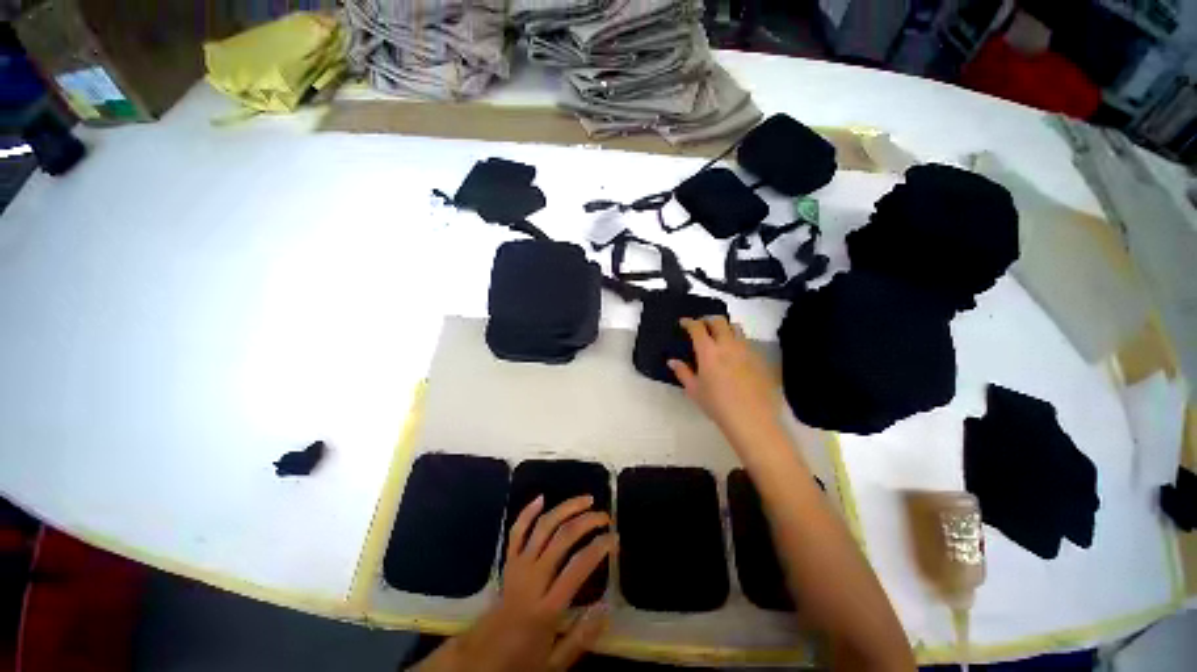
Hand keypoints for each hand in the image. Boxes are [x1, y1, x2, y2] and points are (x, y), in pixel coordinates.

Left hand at [416, 496, 616, 671]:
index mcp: (546, 608)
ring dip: (566, 508)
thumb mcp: (556, 663)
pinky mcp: (508, 562)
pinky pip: (517, 531)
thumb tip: (606, 608)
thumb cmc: (522, 660)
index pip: (578, 567)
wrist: (481, 658)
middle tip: (604, 517)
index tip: (615, 538)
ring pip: (543, 527)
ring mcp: (518, 567)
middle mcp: (532, 580)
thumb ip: (582, 638)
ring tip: (586, 500)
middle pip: (562, 538)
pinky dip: (528, 512)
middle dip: (586, 521)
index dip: (599, 547)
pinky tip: (542, 498)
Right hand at [669, 316, 782, 444]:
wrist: (751, 419)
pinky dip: (737, 341)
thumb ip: (683, 372)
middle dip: (708, 319)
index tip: (684, 323)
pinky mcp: (759, 358)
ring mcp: (746, 350)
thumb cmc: (717, 405)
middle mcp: (728, 345)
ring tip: (719, 336)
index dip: (689, 322)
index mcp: (708, 351)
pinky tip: (735, 354)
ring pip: (736, 328)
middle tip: (701, 326)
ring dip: (725, 327)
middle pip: (719, 321)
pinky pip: (747, 342)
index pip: (697, 328)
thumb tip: (672, 361)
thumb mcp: (694, 390)